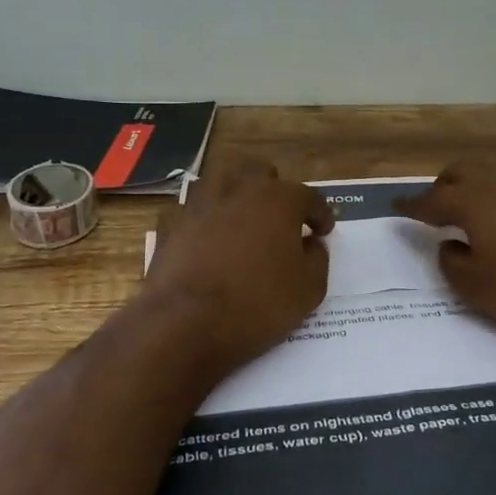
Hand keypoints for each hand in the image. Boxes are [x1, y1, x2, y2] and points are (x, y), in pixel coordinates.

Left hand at [141, 157, 333, 372]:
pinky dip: (202, 217)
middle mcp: (239, 190)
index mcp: (279, 200)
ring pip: (220, 180)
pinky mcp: (172, 224)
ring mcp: (200, 204)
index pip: (308, 197)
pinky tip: (206, 235)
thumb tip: (312, 244)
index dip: (320, 214)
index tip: (323, 231)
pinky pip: (190, 209)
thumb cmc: (258, 304)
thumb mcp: (308, 290)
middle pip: (259, 172)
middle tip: (280, 216)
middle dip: (274, 189)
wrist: (187, 322)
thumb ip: (317, 259)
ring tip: (241, 216)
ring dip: (234, 192)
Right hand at [395, 161, 495, 338]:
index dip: (412, 204)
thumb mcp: (480, 290)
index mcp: (474, 203)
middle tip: (438, 202)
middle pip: (463, 170)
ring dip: (479, 182)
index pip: (432, 199)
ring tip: (478, 202)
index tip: (397, 205)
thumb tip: (449, 245)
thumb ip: (452, 264)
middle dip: (444, 184)